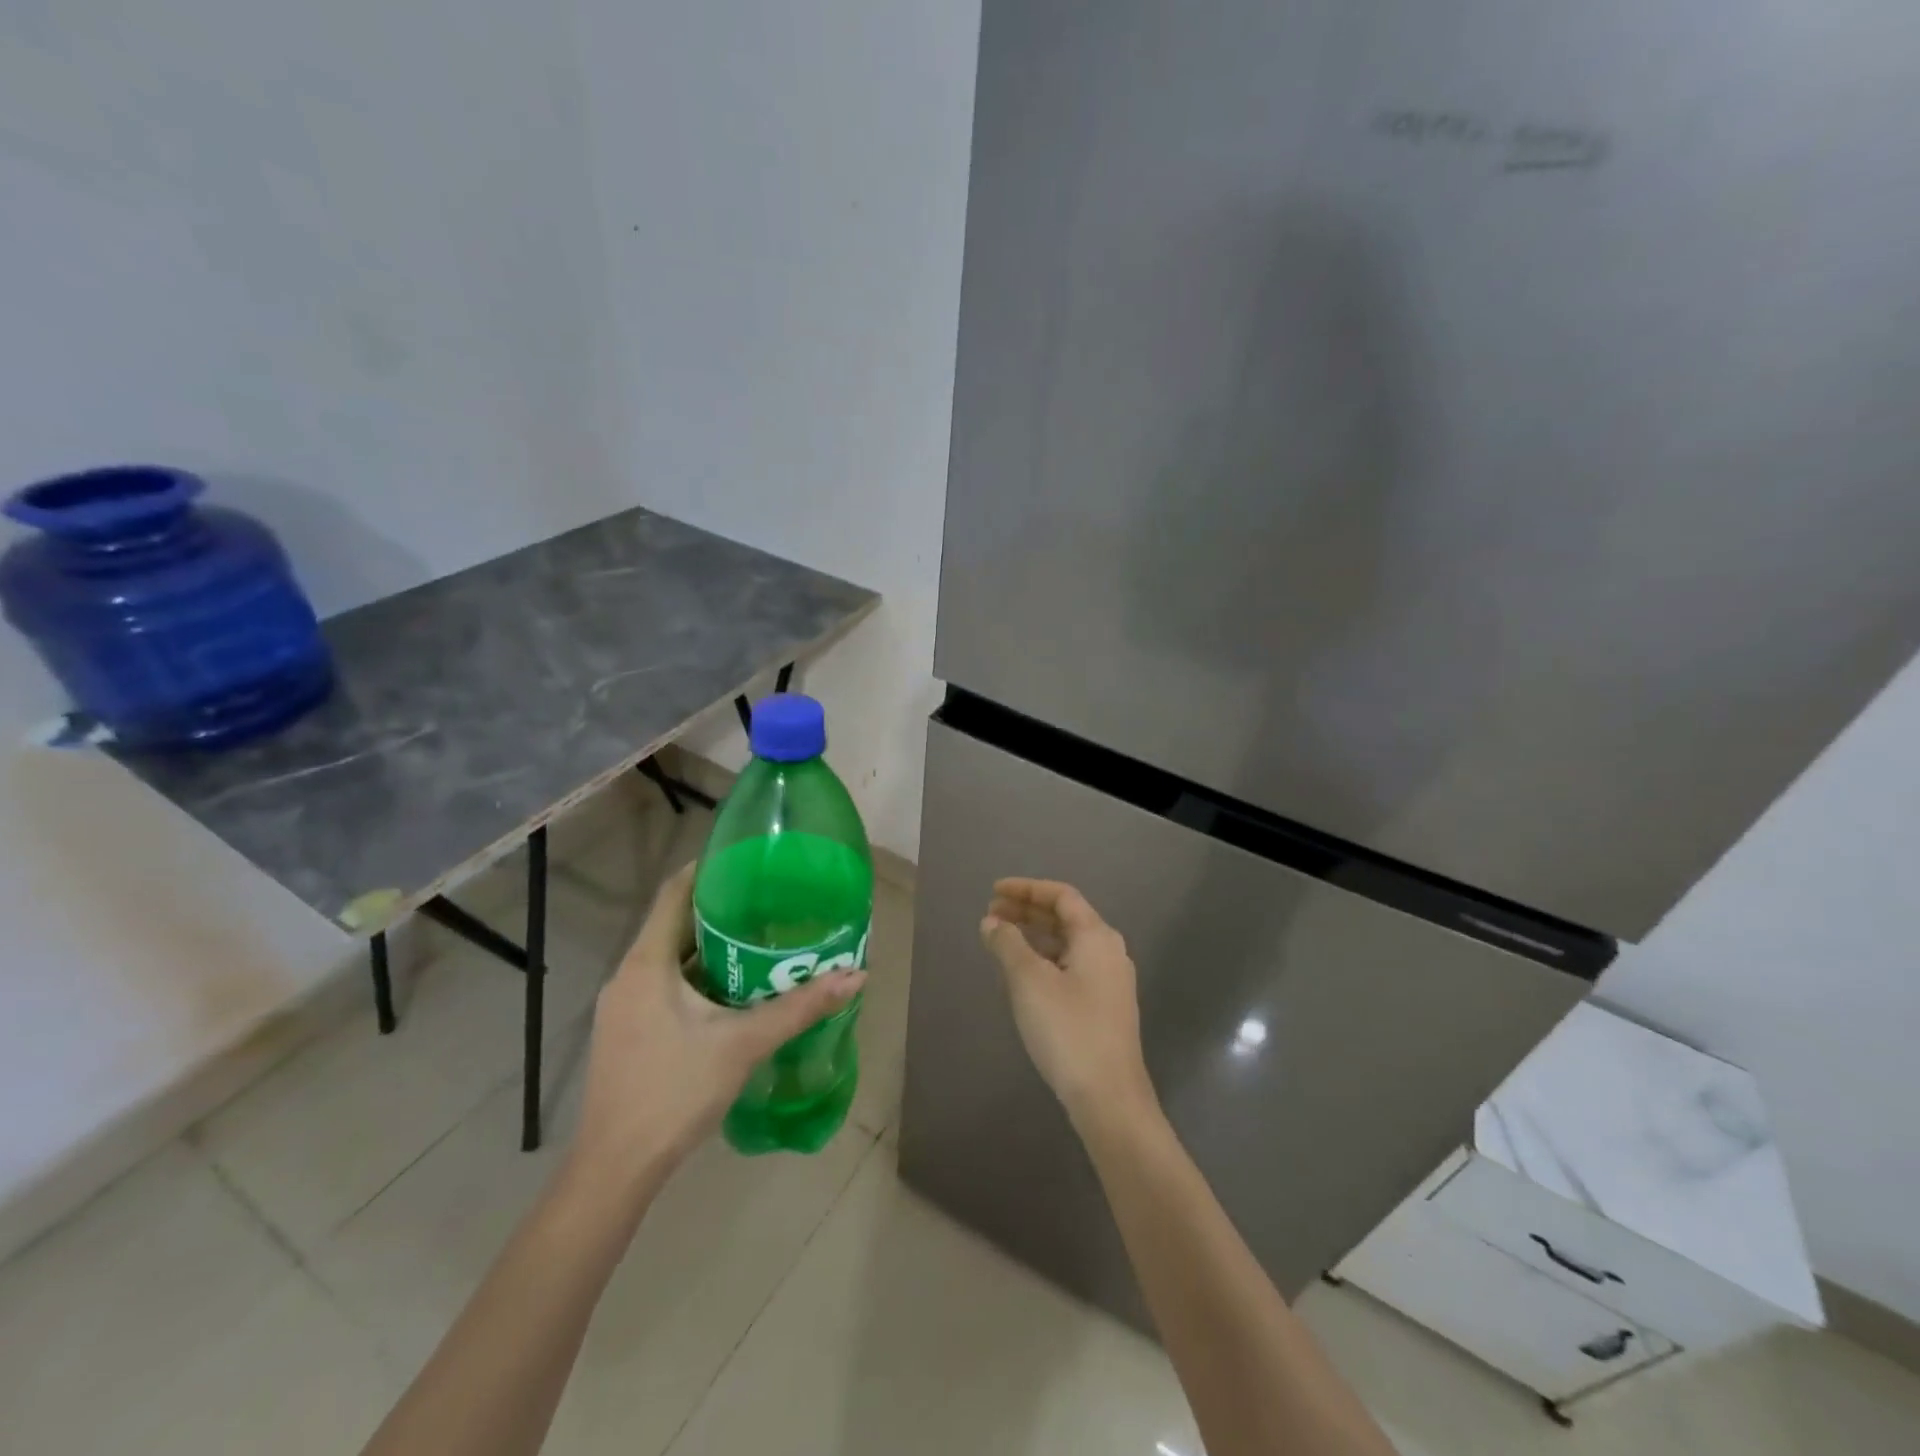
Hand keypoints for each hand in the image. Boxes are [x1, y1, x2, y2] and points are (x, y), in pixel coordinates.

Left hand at [567, 863, 865, 1204]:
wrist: (616, 1169)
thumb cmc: (675, 1092)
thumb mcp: (743, 1044)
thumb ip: (799, 1008)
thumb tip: (855, 976)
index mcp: (647, 963)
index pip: (674, 892)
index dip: (709, 869)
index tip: (751, 861)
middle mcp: (629, 975)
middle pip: (675, 923)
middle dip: (722, 911)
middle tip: (772, 902)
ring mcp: (624, 1005)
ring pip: (671, 957)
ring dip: (712, 947)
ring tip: (762, 940)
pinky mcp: (628, 1031)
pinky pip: (666, 984)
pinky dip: (699, 976)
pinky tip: (734, 991)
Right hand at [980, 878, 1156, 1131]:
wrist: (1109, 1098)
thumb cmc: (1067, 1029)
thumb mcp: (1029, 981)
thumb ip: (1007, 944)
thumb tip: (992, 922)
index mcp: (1097, 936)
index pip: (1061, 896)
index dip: (1026, 889)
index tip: (994, 891)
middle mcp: (1109, 951)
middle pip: (1066, 918)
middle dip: (1027, 912)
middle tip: (991, 914)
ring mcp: (1110, 981)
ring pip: (1068, 944)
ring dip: (1034, 937)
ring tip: (1000, 941)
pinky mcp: (1105, 1006)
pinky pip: (1071, 967)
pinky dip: (1045, 960)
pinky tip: (1022, 975)